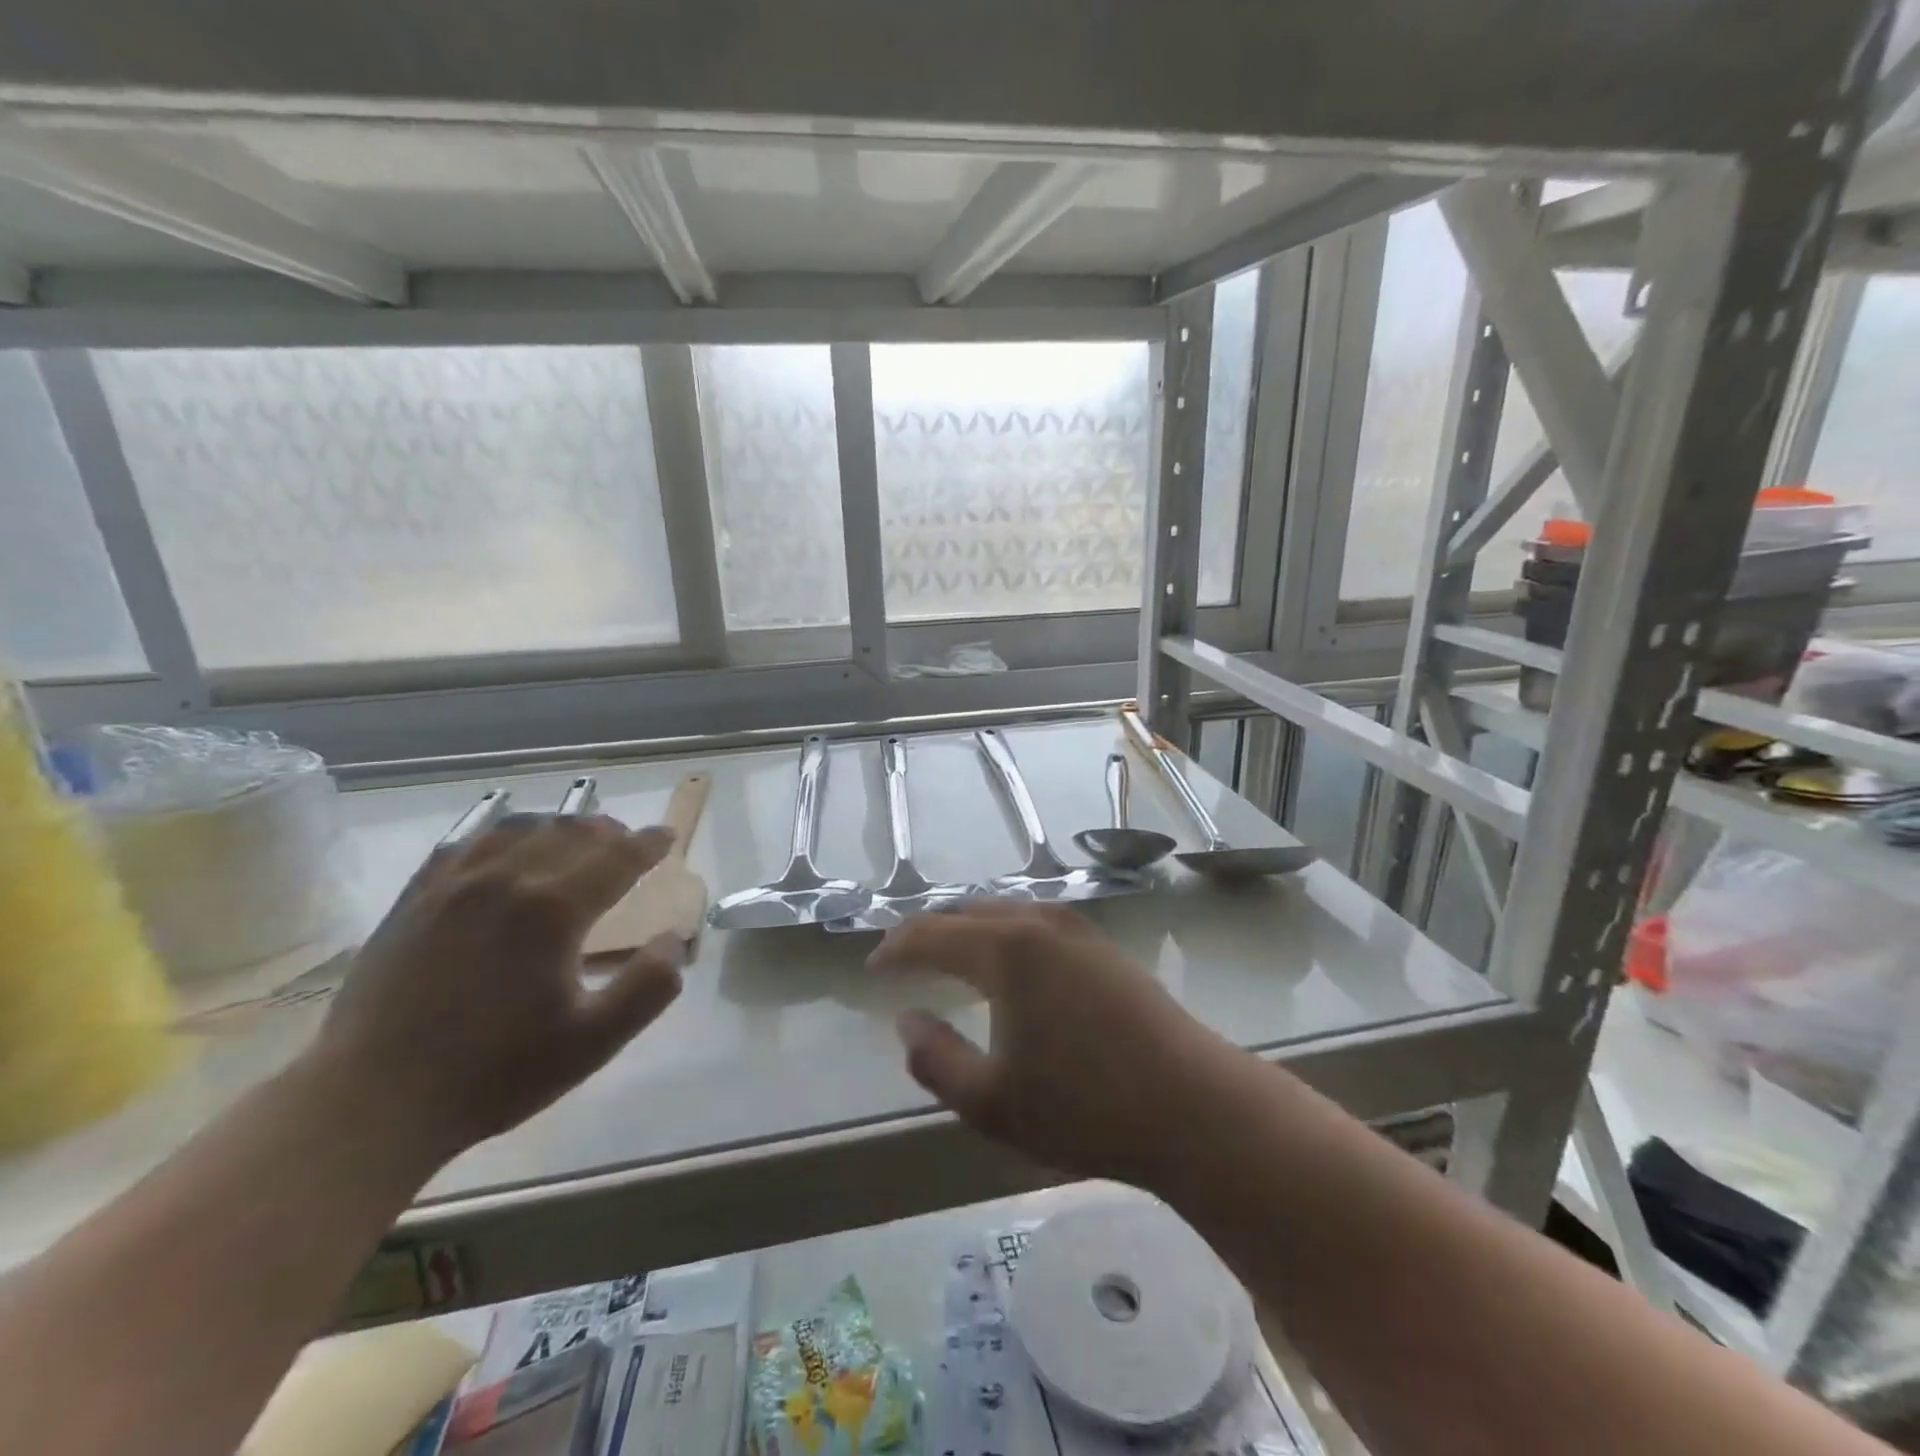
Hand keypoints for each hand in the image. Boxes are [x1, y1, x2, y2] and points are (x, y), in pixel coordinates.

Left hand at [305, 814, 685, 1162]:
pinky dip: (499, 833)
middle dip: (609, 832)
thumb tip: (672, 939)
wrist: (372, 1102)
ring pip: (520, 829)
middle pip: (571, 833)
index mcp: (554, 910)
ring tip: (575, 837)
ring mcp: (454, 885)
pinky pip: (465, 843)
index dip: (648, 844)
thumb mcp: (594, 1041)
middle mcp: (507, 880)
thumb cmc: (495, 1072)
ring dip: (559, 827)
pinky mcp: (415, 899)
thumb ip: (648, 986)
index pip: (617, 857)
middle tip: (628, 841)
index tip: (667, 837)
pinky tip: (504, 845)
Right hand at [869, 903, 1233, 1188]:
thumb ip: (935, 1059)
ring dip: (968, 928)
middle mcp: (1039, 923)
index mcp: (1006, 949)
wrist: (1193, 1105)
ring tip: (948, 955)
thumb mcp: (991, 1102)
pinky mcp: (1103, 946)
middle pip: (968, 911)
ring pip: (1005, 911)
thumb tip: (906, 1020)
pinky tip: (1008, 963)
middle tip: (902, 957)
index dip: (895, 948)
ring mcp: (1077, 929)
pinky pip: (1035, 923)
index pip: (931, 934)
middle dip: (929, 930)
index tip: (871, 967)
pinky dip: (1004, 933)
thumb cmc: (1085, 1107)